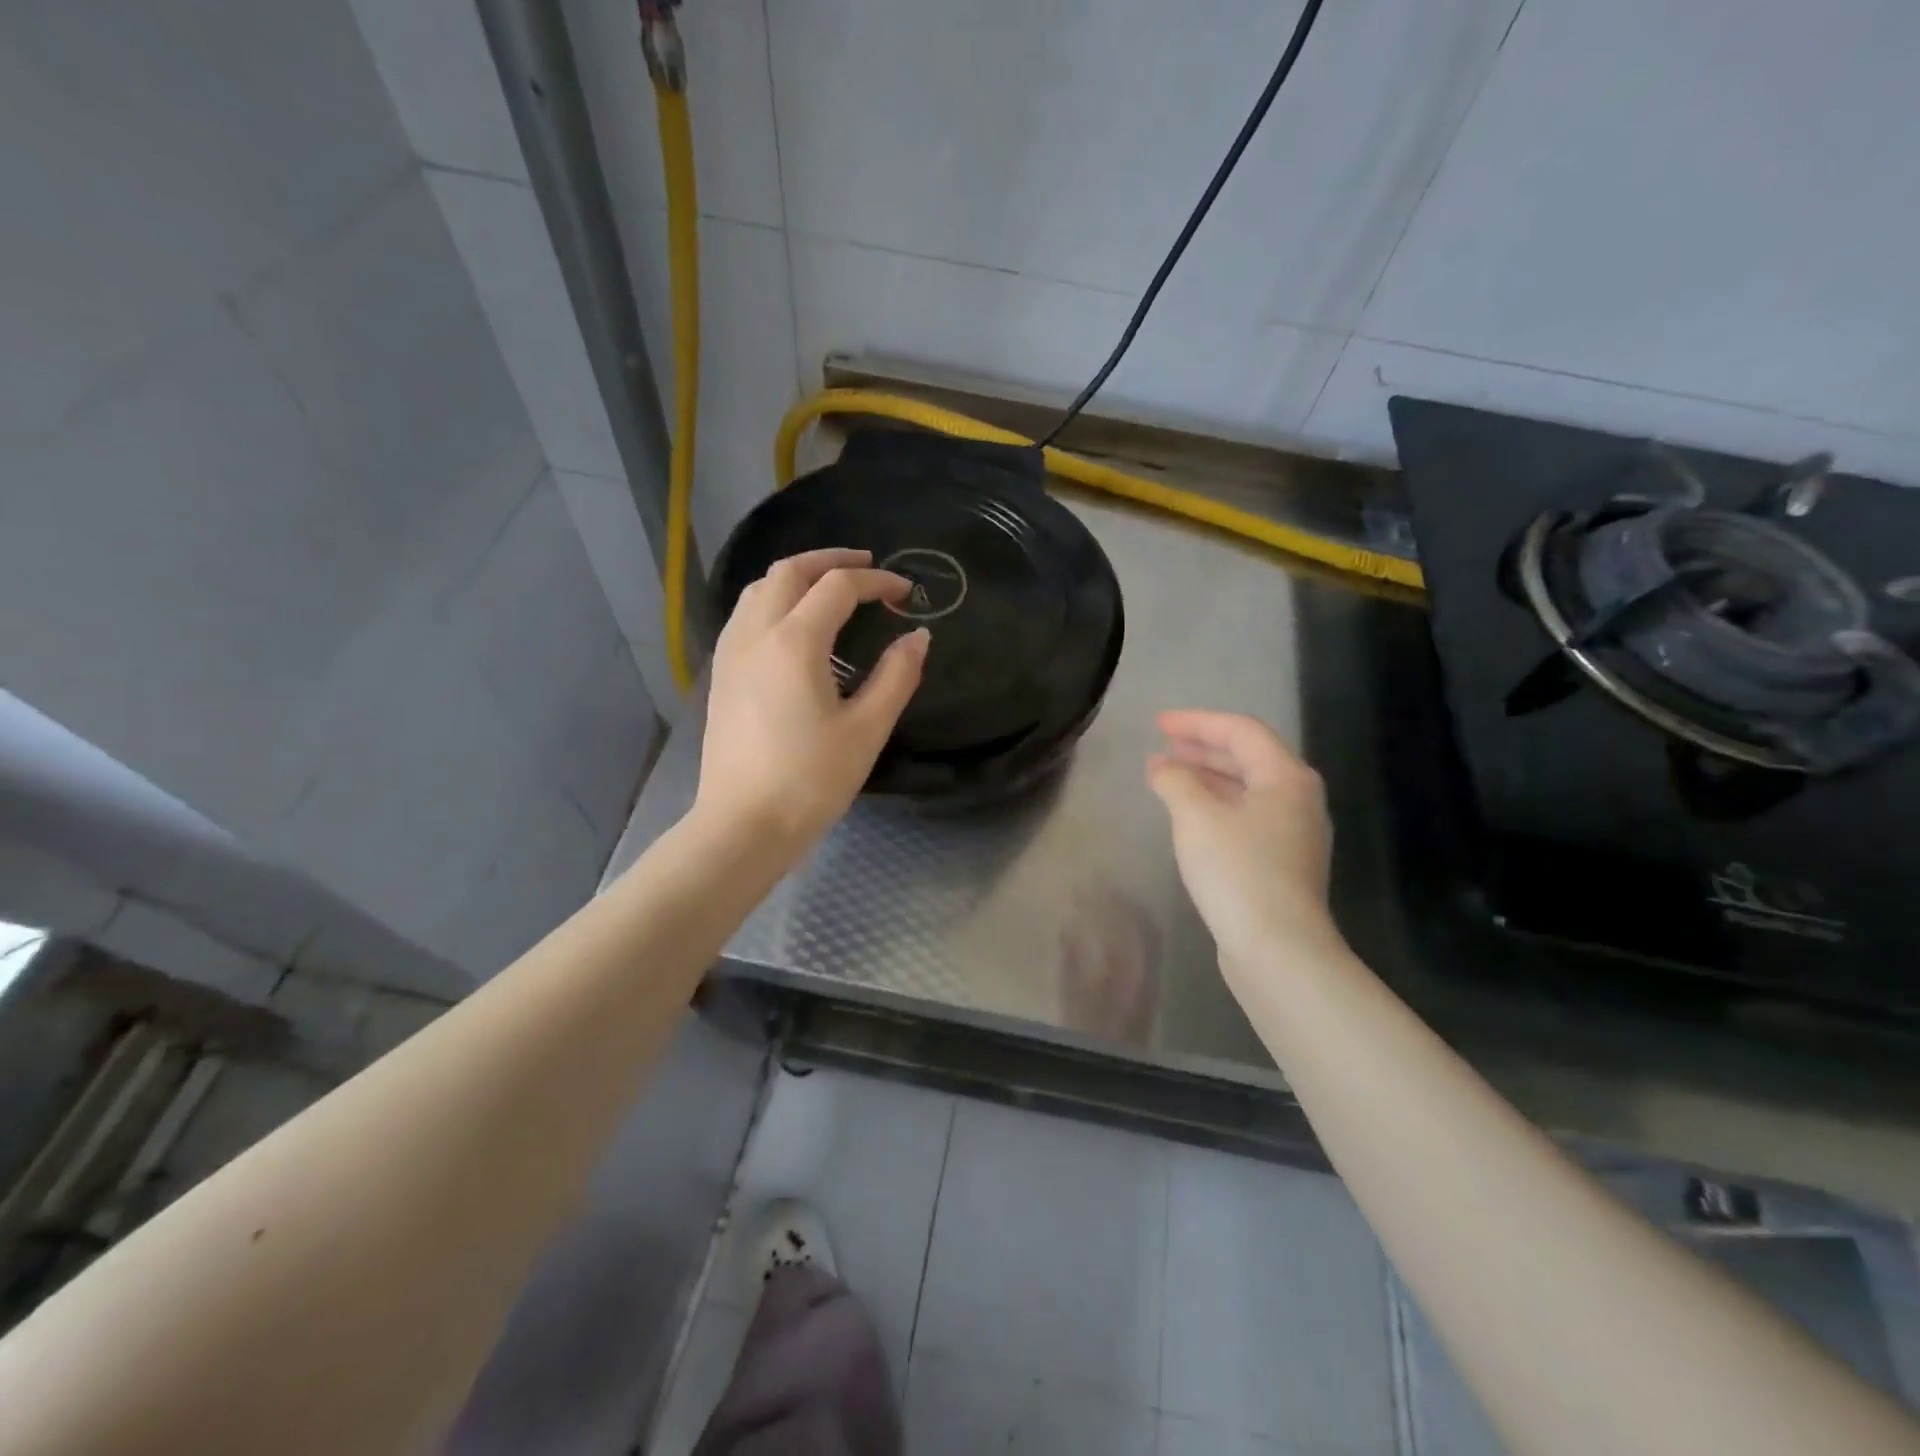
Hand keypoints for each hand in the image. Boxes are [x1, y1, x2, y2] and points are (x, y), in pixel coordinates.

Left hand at [695, 548, 929, 853]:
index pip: (838, 587)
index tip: (906, 593)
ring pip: (759, 588)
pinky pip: (745, 614)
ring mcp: (731, 653)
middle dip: (830, 560)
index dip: (876, 582)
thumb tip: (918, 637)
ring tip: (830, 587)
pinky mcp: (721, 675)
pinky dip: (773, 600)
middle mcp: (755, 634)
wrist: (743, 825)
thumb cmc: (810, 780)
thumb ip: (897, 676)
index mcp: (794, 642)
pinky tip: (792, 624)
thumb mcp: (866, 730)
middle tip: (866, 566)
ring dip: (797, 576)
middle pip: (789, 571)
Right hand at [1146, 710, 1341, 976]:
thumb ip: (1175, 781)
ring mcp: (1294, 832)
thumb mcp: (1196, 817)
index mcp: (1285, 777)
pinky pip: (1247, 814)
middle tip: (1164, 745)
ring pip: (1247, 787)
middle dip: (1203, 747)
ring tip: (1170, 775)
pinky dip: (1217, 804)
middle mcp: (1298, 798)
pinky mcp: (1283, 861)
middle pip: (1249, 756)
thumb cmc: (1238, 872)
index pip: (1240, 730)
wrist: (1278, 949)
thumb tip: (1161, 766)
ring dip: (1208, 776)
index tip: (1158, 724)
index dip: (1197, 721)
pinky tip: (1191, 816)